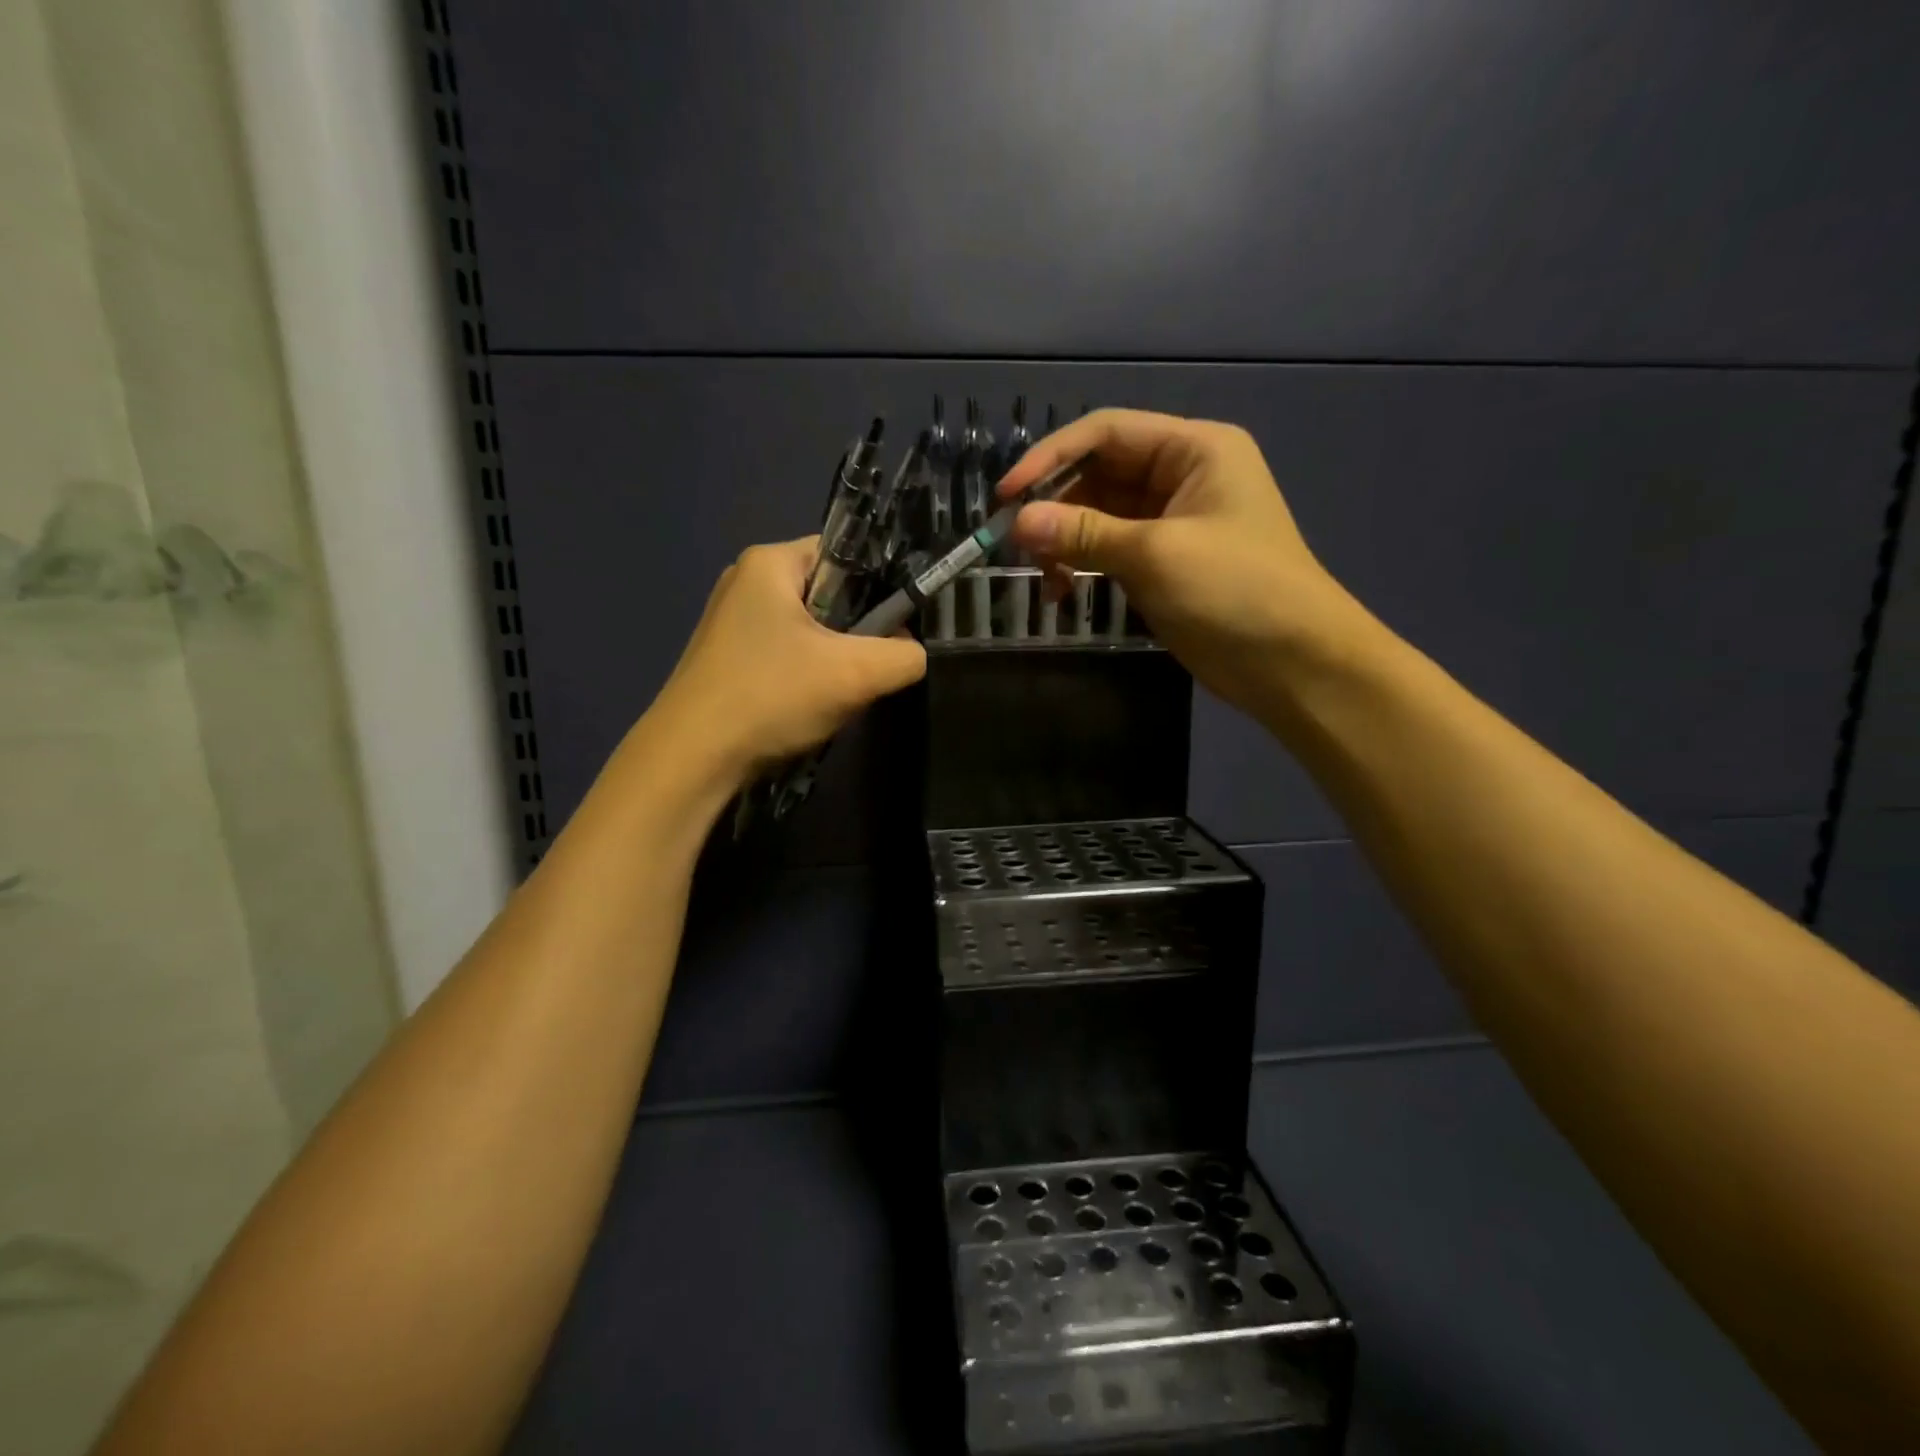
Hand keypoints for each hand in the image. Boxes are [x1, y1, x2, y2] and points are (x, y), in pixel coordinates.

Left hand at [650, 538, 925, 783]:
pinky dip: (807, 676)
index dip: (882, 585)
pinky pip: (786, 655)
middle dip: (858, 631)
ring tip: (840, 693)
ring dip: (835, 660)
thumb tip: (912, 653)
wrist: (692, 759)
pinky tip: (809, 707)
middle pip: (830, 594)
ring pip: (811, 631)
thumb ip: (904, 656)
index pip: (847, 553)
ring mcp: (732, 623)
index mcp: (770, 562)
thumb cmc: (771, 697)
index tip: (899, 626)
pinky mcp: (728, 659)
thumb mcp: (855, 674)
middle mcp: (746, 582)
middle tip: (871, 668)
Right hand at [998, 409, 1368, 719]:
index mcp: (1194, 449)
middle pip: (1099, 472)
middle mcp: (1182, 475)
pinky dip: (1082, 564)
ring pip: (1099, 514)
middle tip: (1013, 541)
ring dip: (1064, 539)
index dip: (1051, 457)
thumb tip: (1018, 521)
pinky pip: (1109, 549)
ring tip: (1040, 573)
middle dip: (1055, 504)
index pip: (1107, 432)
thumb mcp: (1155, 554)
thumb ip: (1083, 533)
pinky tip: (1060, 591)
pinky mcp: (1163, 563)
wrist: (1292, 663)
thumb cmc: (1235, 591)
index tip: (1006, 496)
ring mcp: (1172, 522)